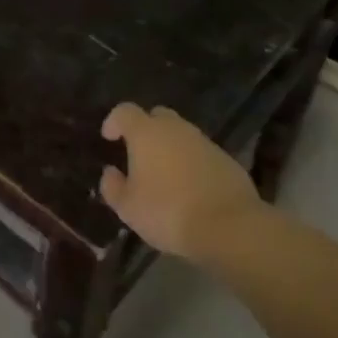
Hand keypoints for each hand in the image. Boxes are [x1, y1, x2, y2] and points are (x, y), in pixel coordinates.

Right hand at [99, 103, 260, 261]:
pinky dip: (191, 162)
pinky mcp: (226, 159)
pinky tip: (190, 187)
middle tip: (138, 152)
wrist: (229, 226)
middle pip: (157, 116)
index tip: (108, 137)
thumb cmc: (168, 212)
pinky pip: (201, 153)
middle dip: (145, 128)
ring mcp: (204, 142)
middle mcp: (176, 129)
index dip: (114, 121)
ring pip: (181, 134)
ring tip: (164, 174)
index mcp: (146, 133)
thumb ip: (113, 187)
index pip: (125, 112)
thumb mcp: (128, 208)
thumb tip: (110, 173)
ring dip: (170, 147)